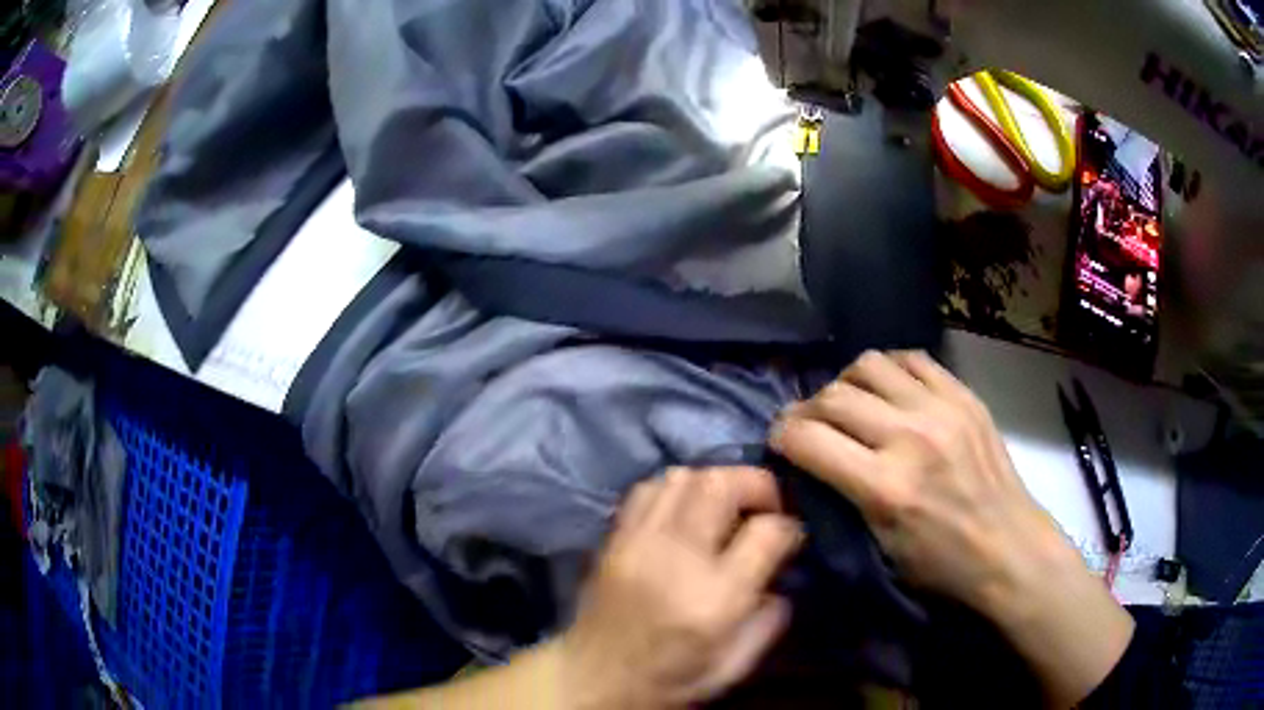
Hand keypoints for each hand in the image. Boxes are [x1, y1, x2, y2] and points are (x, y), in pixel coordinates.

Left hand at [558, 467, 801, 709]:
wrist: (592, 680)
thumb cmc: (669, 681)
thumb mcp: (733, 666)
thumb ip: (769, 620)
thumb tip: (781, 580)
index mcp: (715, 598)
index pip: (767, 532)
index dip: (789, 527)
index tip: (790, 537)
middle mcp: (676, 558)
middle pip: (722, 485)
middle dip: (757, 484)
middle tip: (766, 506)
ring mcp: (638, 542)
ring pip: (683, 477)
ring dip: (716, 482)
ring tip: (728, 506)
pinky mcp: (614, 538)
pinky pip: (648, 489)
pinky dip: (675, 489)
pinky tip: (686, 512)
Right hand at [770, 351, 1132, 706]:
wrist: (1009, 547)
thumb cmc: (942, 564)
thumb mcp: (881, 547)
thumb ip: (843, 497)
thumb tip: (811, 461)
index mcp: (885, 488)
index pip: (808, 439)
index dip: (781, 435)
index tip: (779, 440)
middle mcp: (910, 437)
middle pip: (833, 396)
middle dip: (806, 410)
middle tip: (807, 425)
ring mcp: (941, 409)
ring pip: (868, 364)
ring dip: (845, 382)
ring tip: (849, 403)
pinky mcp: (963, 395)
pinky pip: (912, 359)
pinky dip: (888, 370)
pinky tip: (888, 390)